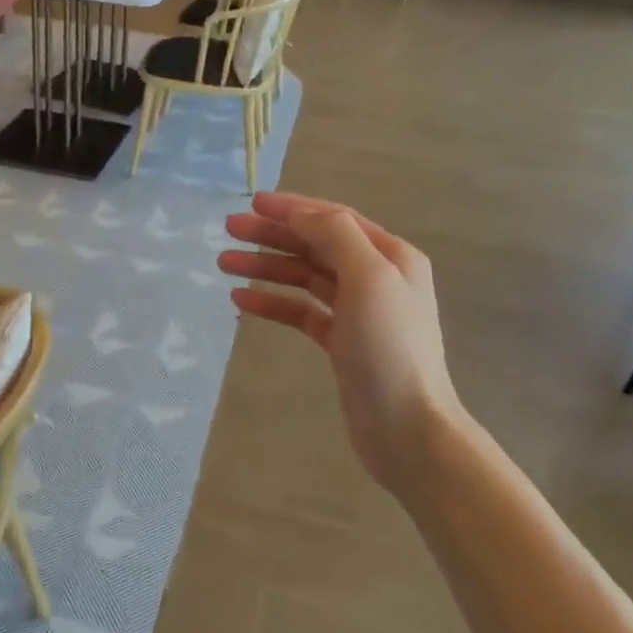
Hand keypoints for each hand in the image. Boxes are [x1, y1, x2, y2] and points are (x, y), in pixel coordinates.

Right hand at [219, 192, 470, 492]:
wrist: (407, 429)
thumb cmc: (390, 348)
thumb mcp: (369, 278)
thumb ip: (336, 236)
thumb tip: (301, 213)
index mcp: (390, 256)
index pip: (334, 219)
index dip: (293, 208)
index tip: (253, 204)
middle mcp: (376, 278)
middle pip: (315, 245)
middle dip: (273, 235)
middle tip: (229, 230)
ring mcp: (357, 312)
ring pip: (304, 277)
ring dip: (266, 267)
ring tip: (224, 263)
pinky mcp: (341, 343)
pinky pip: (301, 311)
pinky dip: (273, 303)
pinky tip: (241, 301)